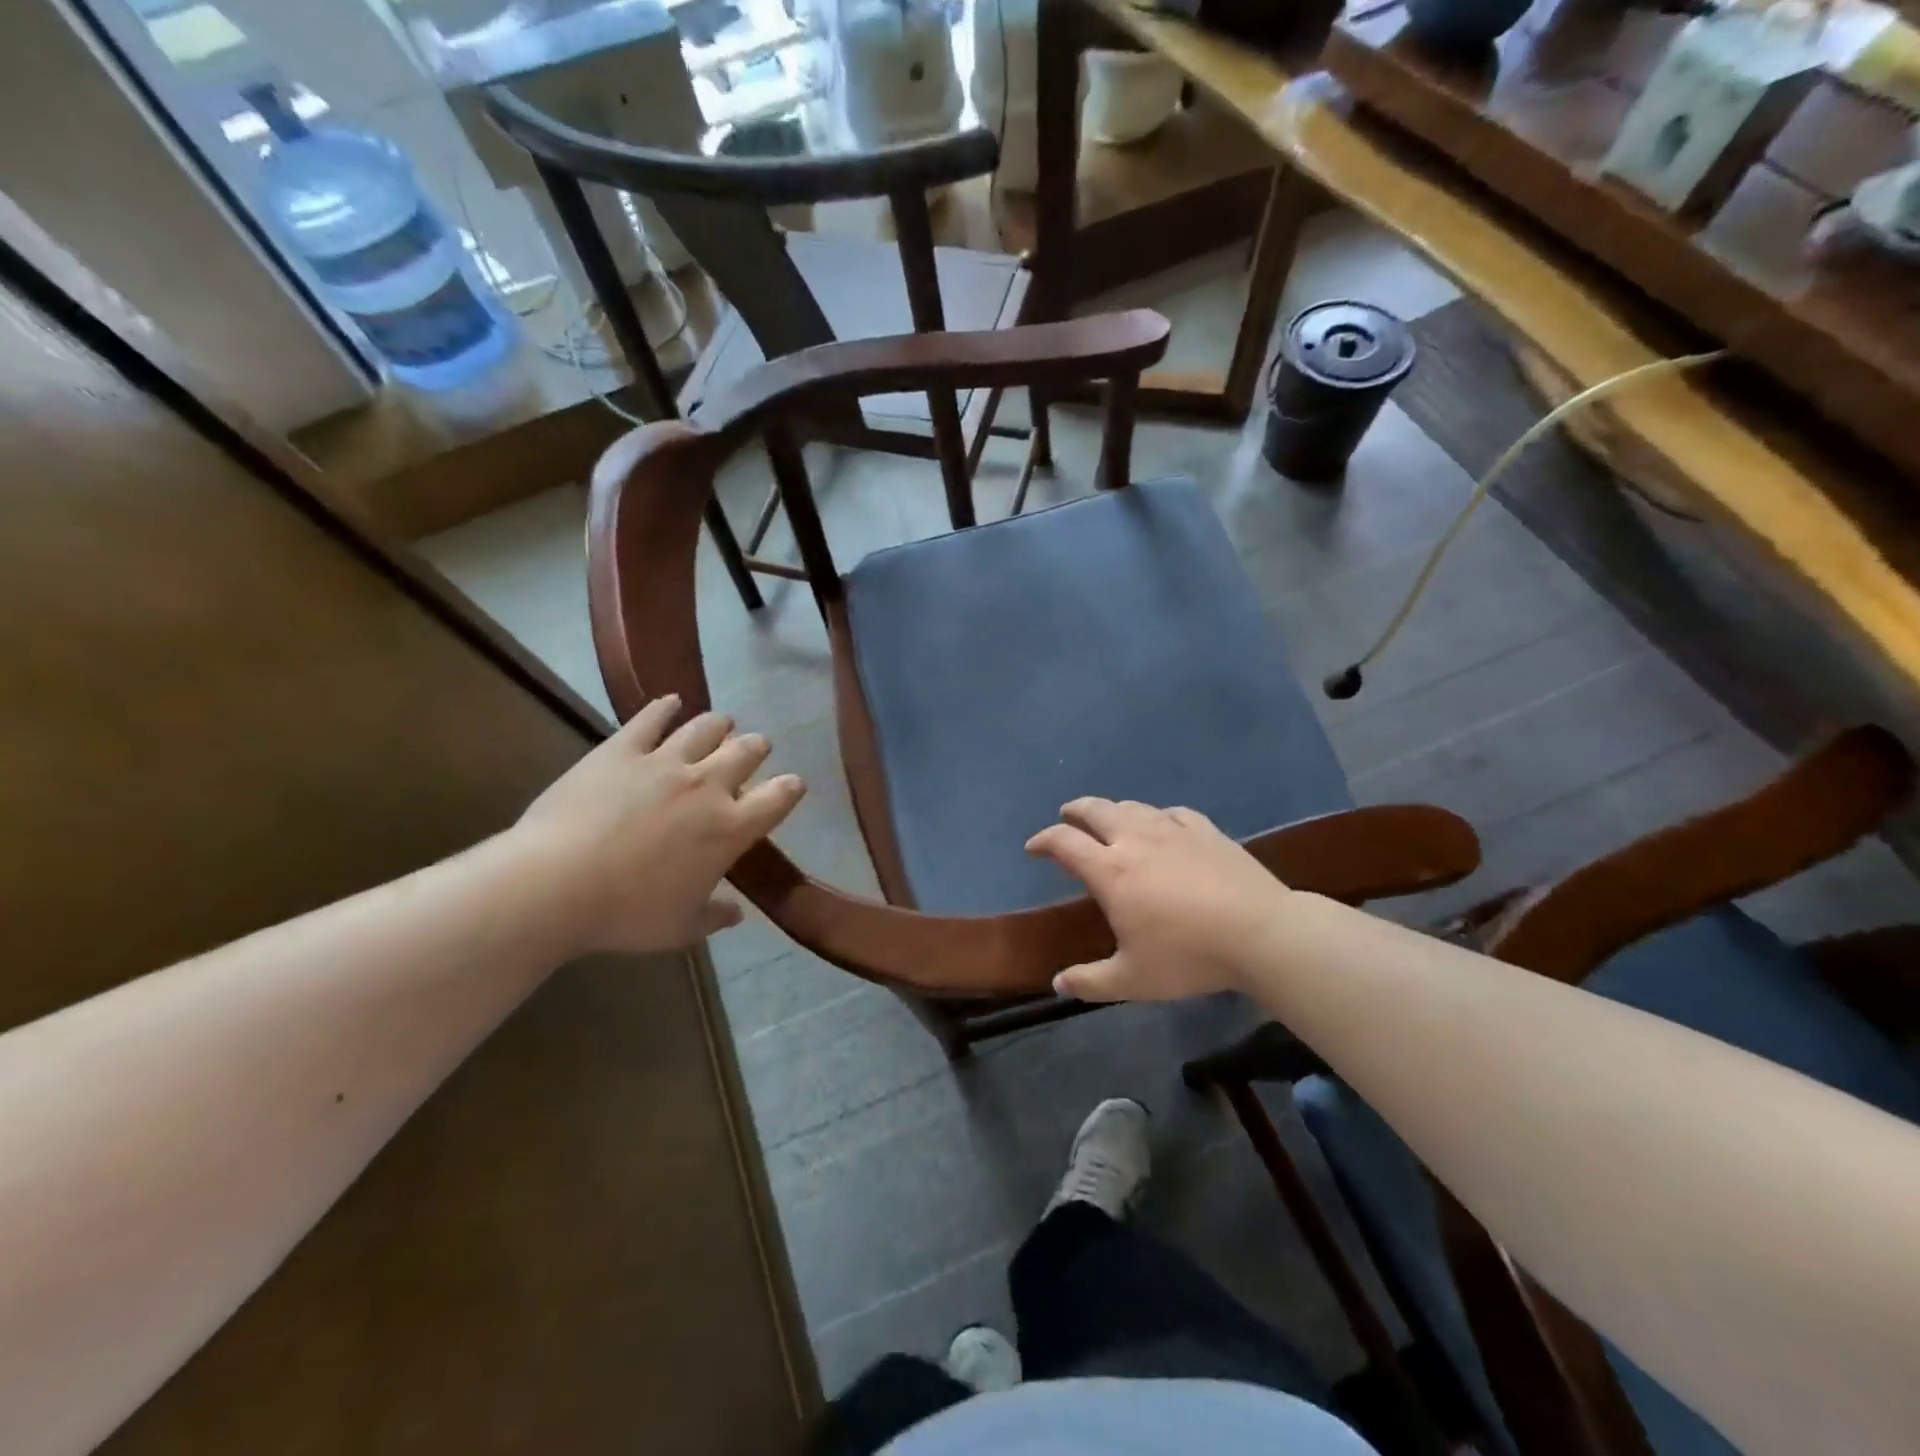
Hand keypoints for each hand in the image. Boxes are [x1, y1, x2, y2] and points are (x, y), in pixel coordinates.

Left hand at [513, 695, 804, 953]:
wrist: (555, 885)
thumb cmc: (625, 914)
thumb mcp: (679, 928)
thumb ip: (714, 916)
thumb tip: (736, 913)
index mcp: (729, 829)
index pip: (777, 798)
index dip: (790, 788)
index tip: (793, 784)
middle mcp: (707, 786)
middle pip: (746, 752)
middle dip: (757, 747)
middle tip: (756, 747)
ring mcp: (665, 762)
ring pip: (706, 727)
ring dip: (719, 724)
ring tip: (722, 722)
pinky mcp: (623, 749)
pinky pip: (651, 718)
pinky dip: (665, 707)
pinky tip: (671, 701)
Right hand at [1025, 799, 1289, 1001]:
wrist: (1261, 933)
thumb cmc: (1189, 956)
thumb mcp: (1133, 980)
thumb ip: (1091, 982)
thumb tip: (1057, 984)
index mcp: (1111, 871)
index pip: (1064, 842)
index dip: (1043, 841)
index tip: (1033, 848)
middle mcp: (1135, 840)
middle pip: (1095, 809)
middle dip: (1075, 810)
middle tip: (1066, 816)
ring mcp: (1173, 830)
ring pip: (1132, 806)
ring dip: (1112, 809)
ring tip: (1109, 819)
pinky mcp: (1206, 831)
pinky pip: (1172, 812)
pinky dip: (1156, 815)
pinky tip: (1162, 824)